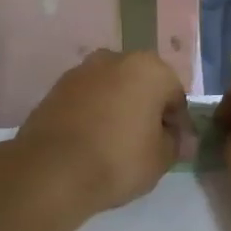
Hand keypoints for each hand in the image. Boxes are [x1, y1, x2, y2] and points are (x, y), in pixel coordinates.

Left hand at [12, 50, 186, 215]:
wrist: (52, 171)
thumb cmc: (119, 159)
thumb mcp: (161, 159)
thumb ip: (176, 143)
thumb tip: (179, 139)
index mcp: (149, 69)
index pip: (175, 96)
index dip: (179, 124)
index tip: (176, 148)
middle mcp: (115, 59)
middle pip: (142, 85)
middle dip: (147, 110)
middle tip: (148, 143)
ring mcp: (81, 71)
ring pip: (112, 90)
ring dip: (119, 109)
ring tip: (118, 144)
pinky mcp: (55, 89)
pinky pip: (87, 100)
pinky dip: (94, 114)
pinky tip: (93, 142)